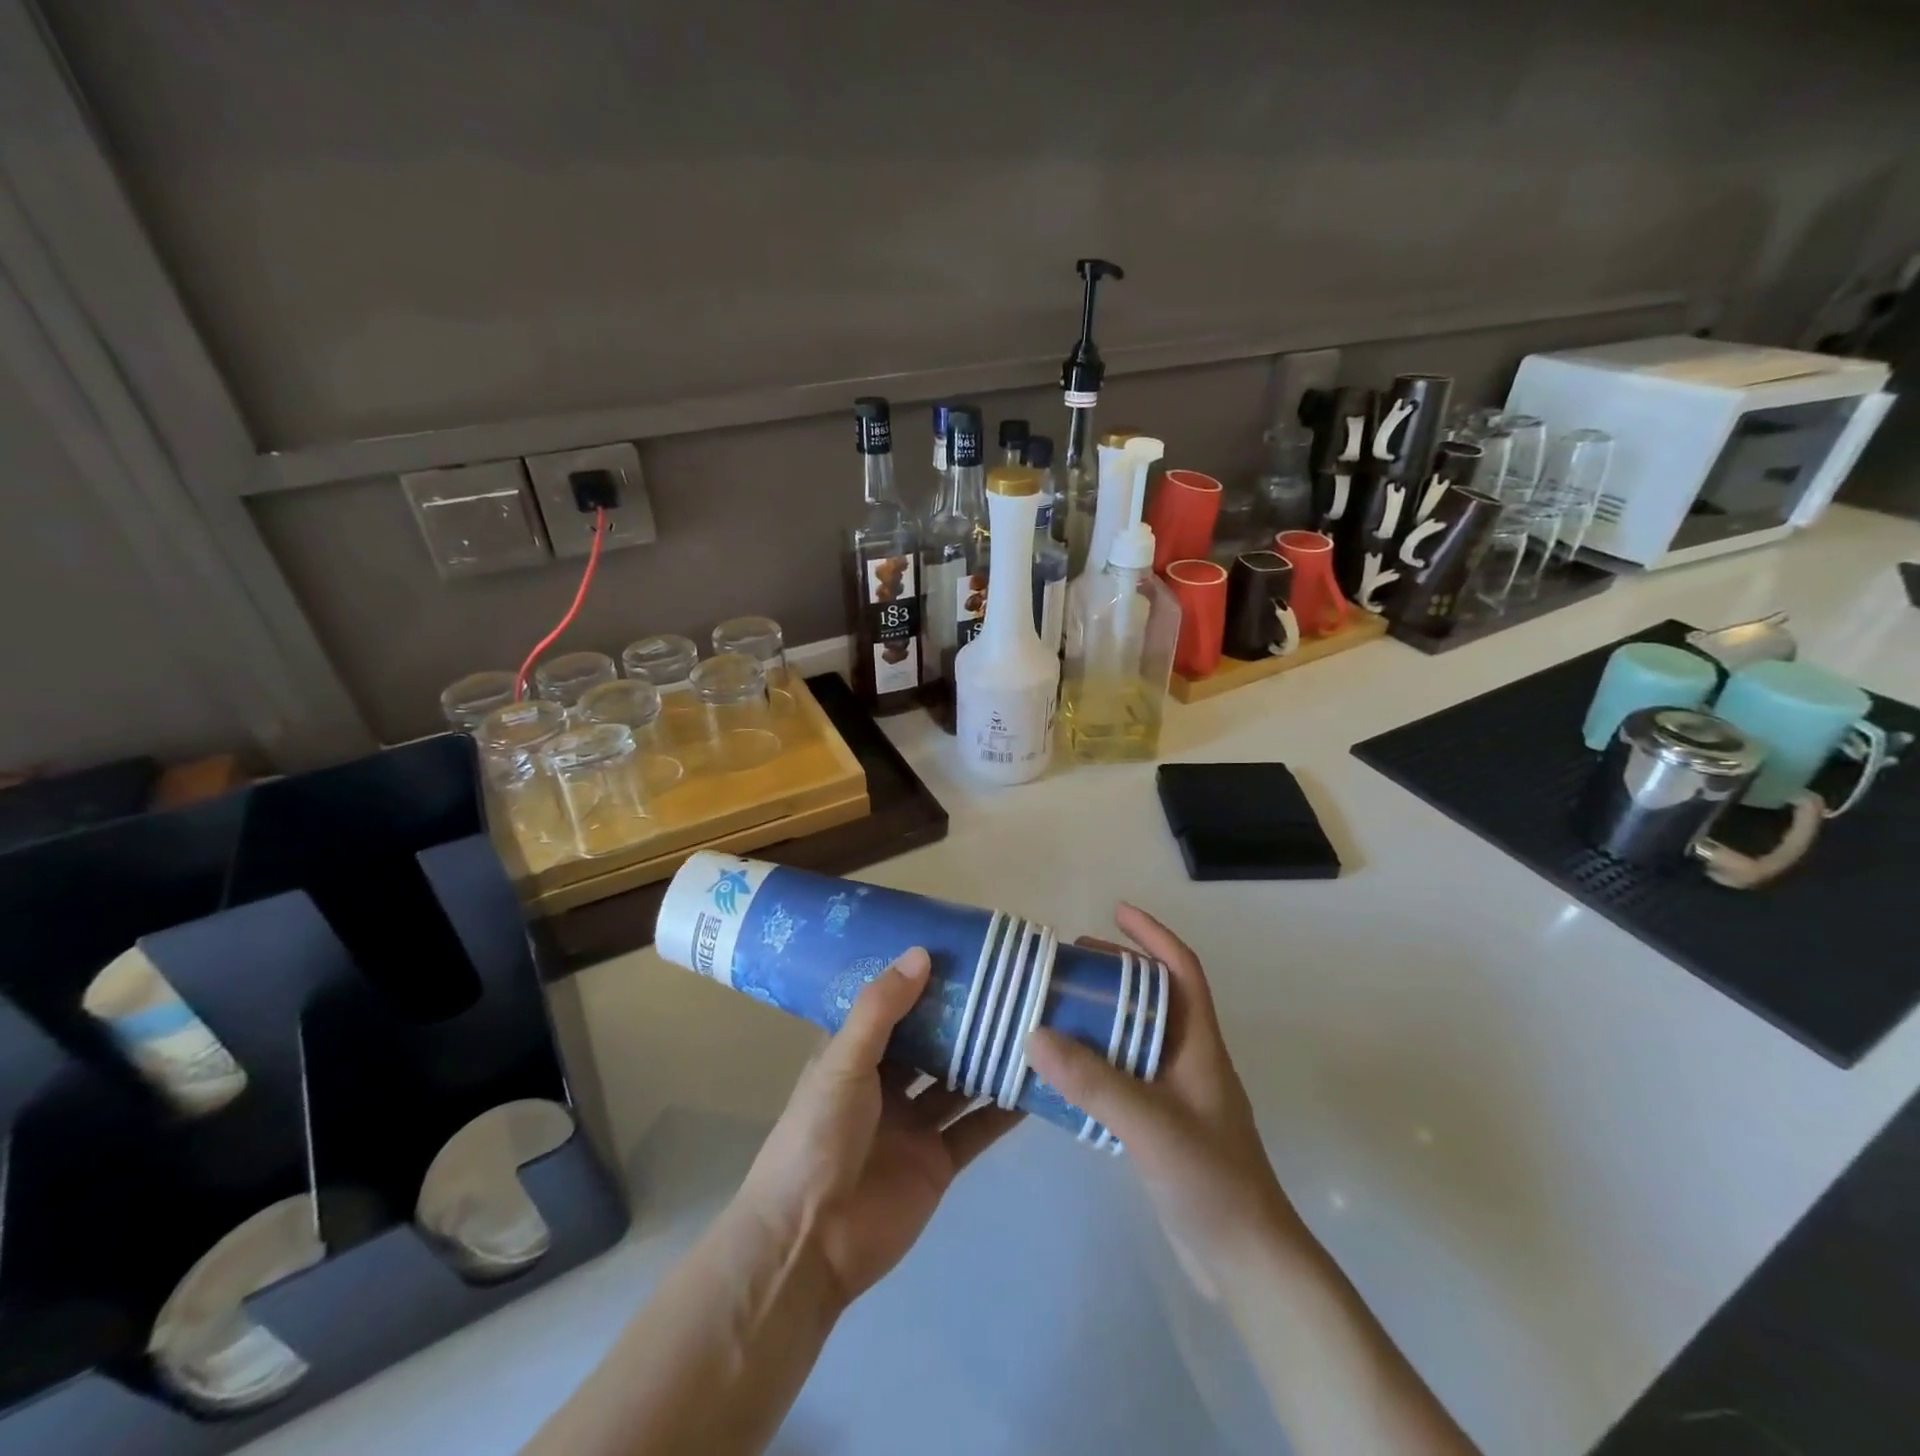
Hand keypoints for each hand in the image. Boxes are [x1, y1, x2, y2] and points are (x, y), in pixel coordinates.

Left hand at [739, 948, 1021, 1307]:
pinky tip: (1036, 1085)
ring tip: (1033, 1023)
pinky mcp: (938, 1162)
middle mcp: (886, 1084)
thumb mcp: (844, 1062)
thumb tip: (921, 953)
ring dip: (988, 1059)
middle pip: (933, 1044)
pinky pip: (976, 1128)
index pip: (894, 1008)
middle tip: (1010, 983)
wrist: (810, 1243)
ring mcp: (914, 1124)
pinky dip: (1003, 1110)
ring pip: (959, 1082)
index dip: (923, 982)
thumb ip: (881, 1010)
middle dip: (964, 1019)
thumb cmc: (817, 1136)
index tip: (962, 951)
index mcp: (855, 1056)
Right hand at [1026, 904, 1303, 1289]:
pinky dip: (1096, 1061)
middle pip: (1155, 997)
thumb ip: (1093, 1081)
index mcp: (1199, 1044)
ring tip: (1059, 1008)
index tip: (1116, 911)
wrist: (1247, 1260)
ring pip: (1138, 1036)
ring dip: (1103, 1016)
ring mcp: (1178, 1094)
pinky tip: (1064, 1072)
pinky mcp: (1163, 1125)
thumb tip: (1034, 1034)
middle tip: (1070, 963)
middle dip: (1117, 972)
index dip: (1153, 935)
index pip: (1182, 970)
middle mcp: (1190, 1059)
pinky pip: (1125, 1074)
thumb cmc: (1211, 1179)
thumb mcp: (1150, 1123)